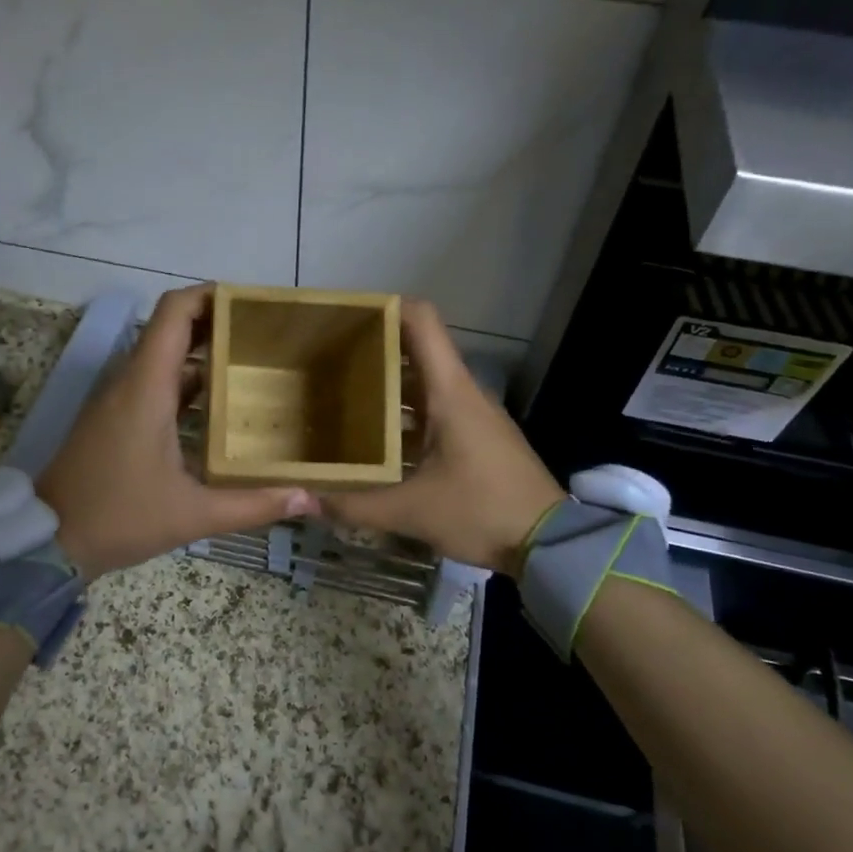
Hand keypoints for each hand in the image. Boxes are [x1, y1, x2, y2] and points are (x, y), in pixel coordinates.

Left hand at [38, 285, 316, 578]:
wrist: (47, 541)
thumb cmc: (119, 517)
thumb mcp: (193, 515)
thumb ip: (253, 505)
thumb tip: (309, 497)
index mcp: (146, 387)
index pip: (174, 312)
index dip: (210, 295)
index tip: (250, 302)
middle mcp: (130, 382)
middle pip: (172, 329)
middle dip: (217, 324)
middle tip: (265, 336)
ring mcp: (119, 399)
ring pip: (164, 357)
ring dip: (203, 355)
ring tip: (252, 366)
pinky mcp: (115, 418)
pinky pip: (155, 383)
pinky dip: (187, 384)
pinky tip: (220, 408)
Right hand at [319, 300, 563, 575]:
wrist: (548, 543)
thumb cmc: (482, 510)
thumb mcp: (412, 511)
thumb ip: (355, 505)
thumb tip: (304, 499)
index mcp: (449, 391)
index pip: (421, 321)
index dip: (385, 307)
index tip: (346, 316)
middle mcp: (462, 392)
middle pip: (416, 350)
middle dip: (373, 350)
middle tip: (327, 363)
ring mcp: (473, 414)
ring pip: (424, 383)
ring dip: (388, 386)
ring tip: (342, 400)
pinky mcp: (477, 437)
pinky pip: (434, 410)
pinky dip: (404, 415)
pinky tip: (378, 442)